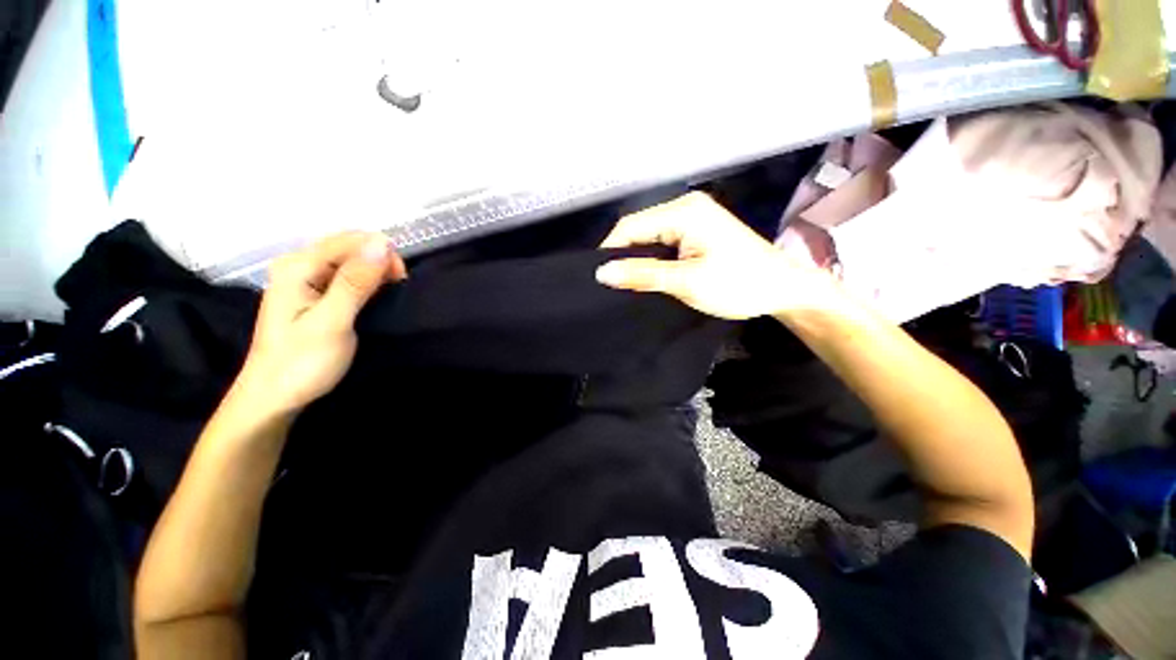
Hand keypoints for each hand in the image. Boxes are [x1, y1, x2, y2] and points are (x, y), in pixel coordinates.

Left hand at [236, 232, 406, 415]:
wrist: (274, 397)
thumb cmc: (302, 363)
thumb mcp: (332, 322)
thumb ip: (355, 283)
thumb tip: (382, 244)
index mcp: (298, 266)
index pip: (351, 241)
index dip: (382, 255)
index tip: (400, 282)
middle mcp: (299, 264)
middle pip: (350, 246)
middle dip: (380, 262)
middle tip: (395, 290)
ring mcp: (305, 278)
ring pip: (351, 260)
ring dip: (375, 273)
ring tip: (386, 296)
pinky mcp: (314, 293)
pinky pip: (347, 275)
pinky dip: (367, 282)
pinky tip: (372, 297)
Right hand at [595, 192, 838, 319]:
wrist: (782, 290)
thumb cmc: (739, 284)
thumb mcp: (686, 281)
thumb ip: (642, 275)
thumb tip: (602, 273)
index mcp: (683, 211)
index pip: (630, 226)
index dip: (610, 251)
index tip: (598, 279)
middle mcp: (685, 207)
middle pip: (639, 230)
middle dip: (623, 256)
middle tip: (611, 285)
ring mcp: (692, 218)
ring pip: (649, 238)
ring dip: (637, 260)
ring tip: (625, 284)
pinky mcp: (697, 232)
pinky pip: (663, 243)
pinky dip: (652, 260)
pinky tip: (647, 276)